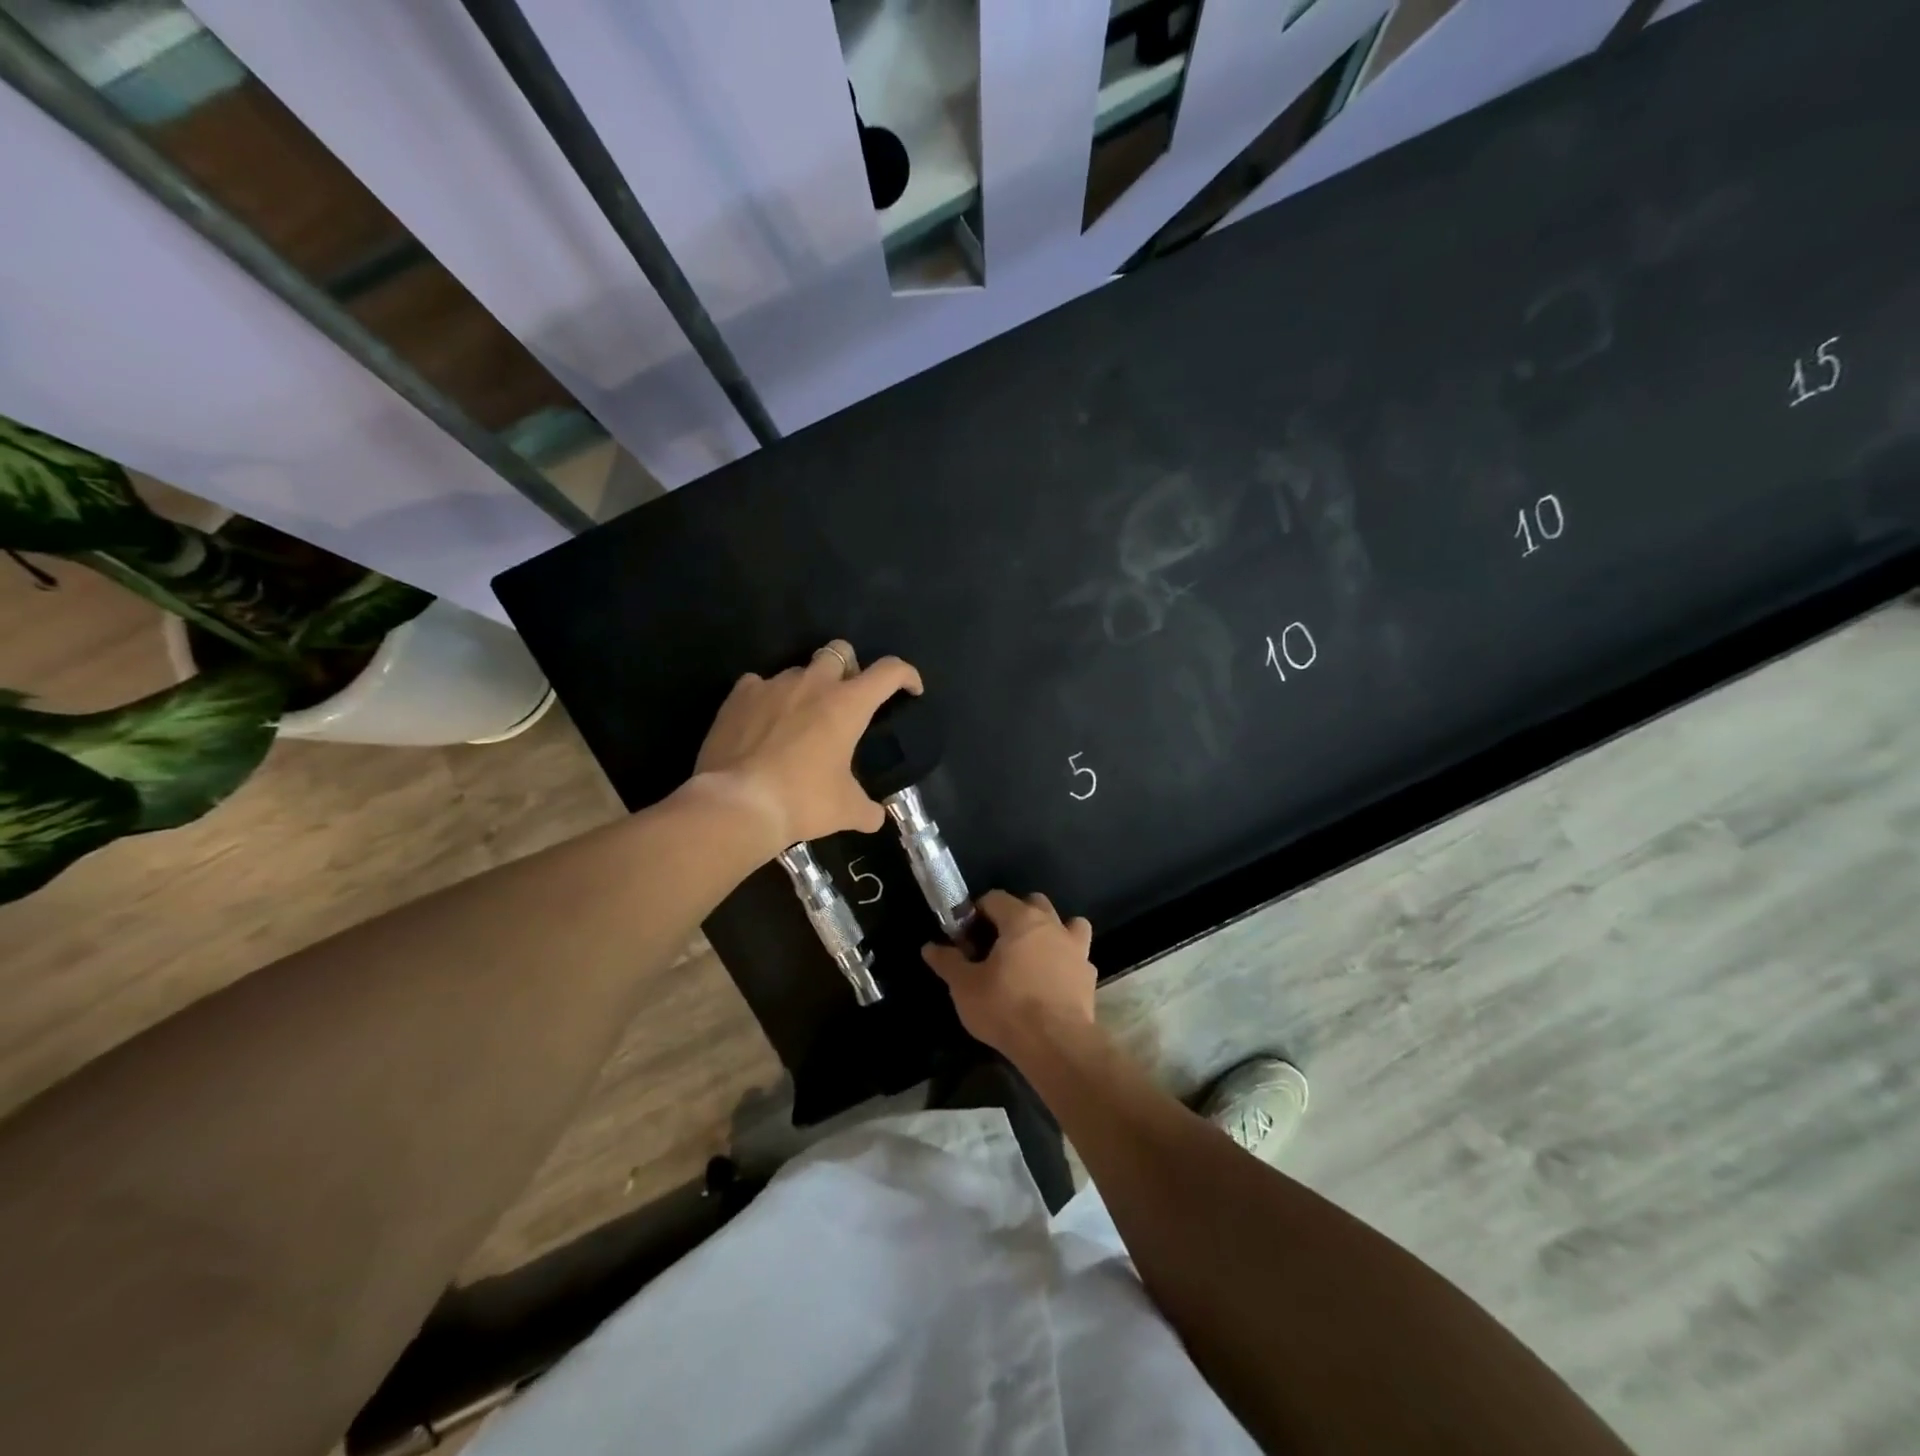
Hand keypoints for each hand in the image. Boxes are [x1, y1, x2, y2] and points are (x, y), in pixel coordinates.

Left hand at [693, 640, 921, 852]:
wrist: (737, 804)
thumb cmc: (803, 801)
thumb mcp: (846, 810)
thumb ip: (867, 809)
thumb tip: (875, 817)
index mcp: (848, 704)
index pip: (889, 672)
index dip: (906, 675)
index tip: (911, 690)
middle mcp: (813, 684)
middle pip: (839, 651)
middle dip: (849, 667)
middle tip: (847, 699)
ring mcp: (772, 685)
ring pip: (798, 670)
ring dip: (807, 687)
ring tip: (800, 719)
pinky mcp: (739, 696)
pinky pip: (758, 685)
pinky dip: (767, 699)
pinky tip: (763, 723)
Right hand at [923, 890, 1096, 1059]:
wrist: (1056, 1044)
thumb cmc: (1006, 1007)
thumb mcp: (965, 987)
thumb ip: (948, 962)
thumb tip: (930, 947)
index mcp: (1020, 919)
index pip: (995, 898)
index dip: (978, 912)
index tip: (967, 936)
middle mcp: (1052, 925)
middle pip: (1034, 903)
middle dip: (1015, 914)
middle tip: (998, 943)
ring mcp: (1076, 949)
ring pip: (1067, 923)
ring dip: (1052, 931)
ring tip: (1034, 954)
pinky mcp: (1089, 975)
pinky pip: (1078, 957)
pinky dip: (1066, 961)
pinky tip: (1054, 981)